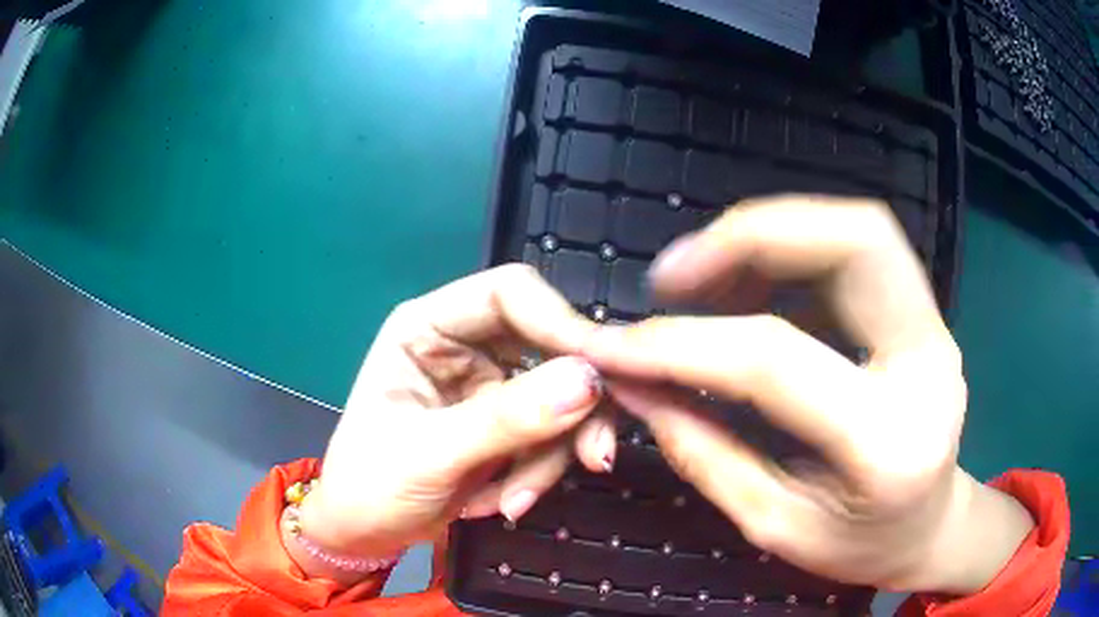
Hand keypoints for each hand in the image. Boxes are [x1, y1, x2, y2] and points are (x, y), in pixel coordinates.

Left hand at [298, 265, 614, 563]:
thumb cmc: (371, 486)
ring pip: (561, 396)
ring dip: (552, 453)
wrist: (366, 533)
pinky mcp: (508, 424)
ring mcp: (490, 385)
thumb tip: (588, 381)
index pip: (509, 294)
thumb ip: (506, 419)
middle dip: (571, 406)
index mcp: (428, 327)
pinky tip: (506, 502)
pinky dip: (541, 470)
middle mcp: (465, 345)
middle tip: (593, 456)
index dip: (560, 322)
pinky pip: (553, 433)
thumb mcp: (430, 454)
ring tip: (514, 501)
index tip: (602, 372)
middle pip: (549, 345)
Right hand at [583, 196, 1033, 594]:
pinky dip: (792, 254)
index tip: (616, 345)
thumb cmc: (858, 548)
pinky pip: (856, 255)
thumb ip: (704, 453)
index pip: (776, 362)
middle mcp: (927, 364)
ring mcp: (934, 329)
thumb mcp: (774, 526)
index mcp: (888, 444)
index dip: (682, 344)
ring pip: (859, 231)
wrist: (930, 528)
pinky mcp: (924, 316)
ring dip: (770, 235)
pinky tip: (749, 288)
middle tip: (674, 273)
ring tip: (702, 278)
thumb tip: (634, 386)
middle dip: (753, 234)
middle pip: (855, 241)